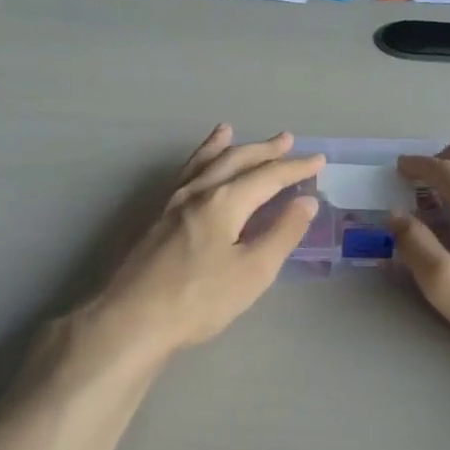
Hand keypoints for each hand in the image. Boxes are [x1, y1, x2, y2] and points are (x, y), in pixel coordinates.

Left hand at [83, 126, 321, 361]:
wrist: (131, 319)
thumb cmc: (199, 299)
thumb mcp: (253, 271)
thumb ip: (282, 233)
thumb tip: (306, 201)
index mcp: (225, 201)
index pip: (268, 176)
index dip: (295, 168)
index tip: (318, 160)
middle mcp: (198, 192)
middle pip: (234, 161)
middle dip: (263, 150)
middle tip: (286, 139)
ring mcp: (171, 203)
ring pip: (202, 163)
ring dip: (222, 147)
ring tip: (229, 130)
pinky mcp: (155, 219)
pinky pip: (183, 176)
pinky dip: (195, 162)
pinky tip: (195, 170)